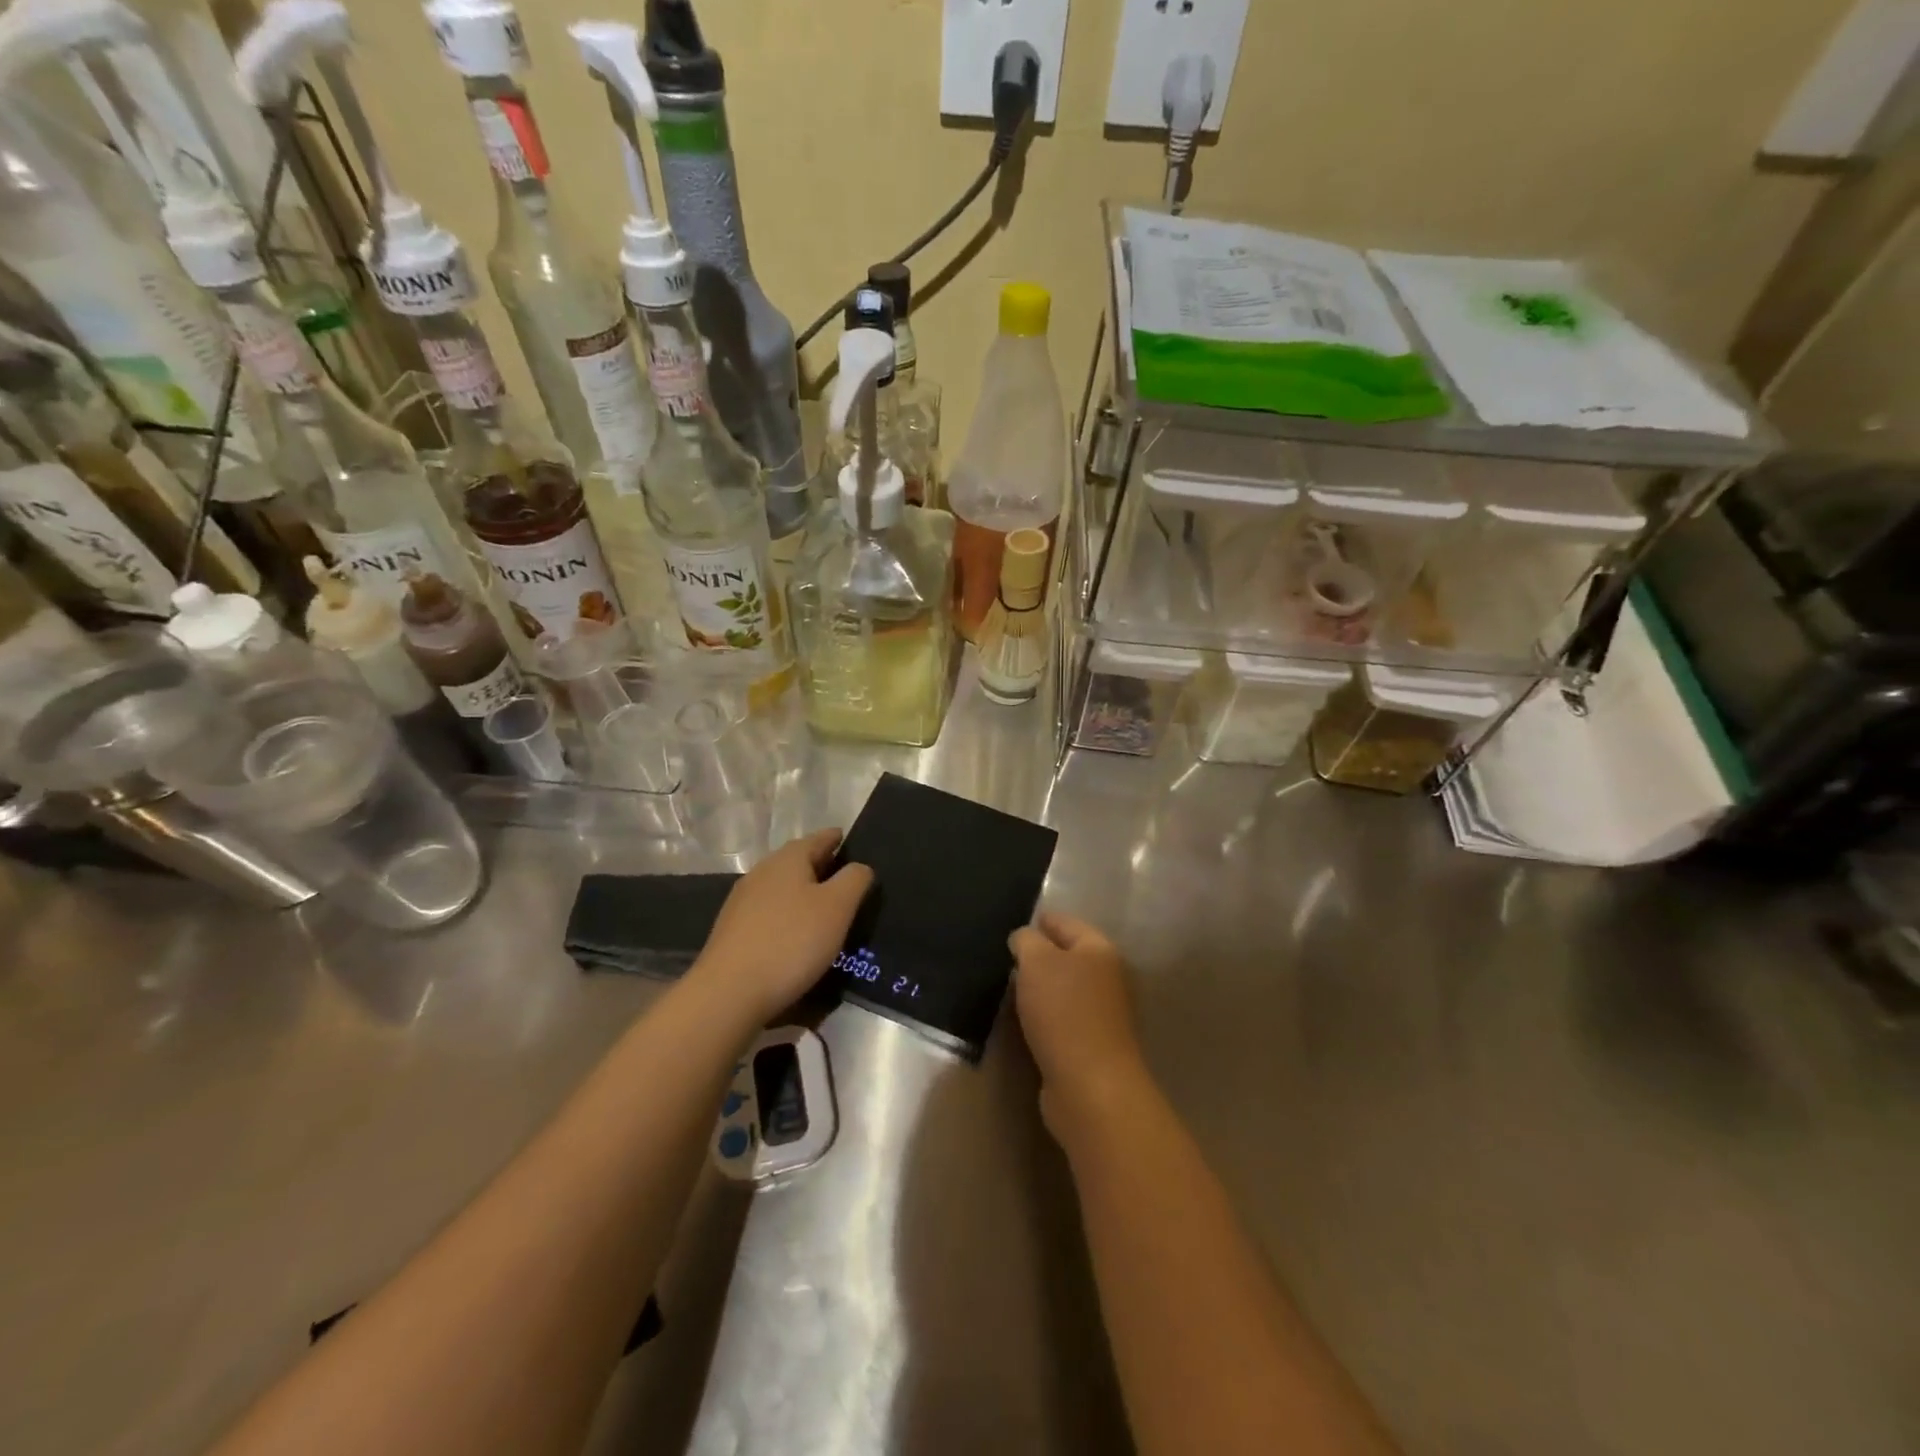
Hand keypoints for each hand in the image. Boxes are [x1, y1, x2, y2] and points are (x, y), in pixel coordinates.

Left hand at [694, 828, 873, 1021]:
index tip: (853, 844)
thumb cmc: (791, 942)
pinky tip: (797, 934)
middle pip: (798, 861)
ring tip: (827, 910)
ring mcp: (743, 901)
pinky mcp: (733, 930)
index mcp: (788, 859)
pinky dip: (788, 915)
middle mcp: (762, 871)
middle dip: (823, 867)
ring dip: (804, 893)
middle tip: (848, 882)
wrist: (729, 992)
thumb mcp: (837, 907)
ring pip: (783, 887)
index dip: (838, 839)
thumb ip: (855, 880)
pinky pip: (770, 912)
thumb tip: (860, 867)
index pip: (820, 838)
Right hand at [1010, 911, 1151, 1134]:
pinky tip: (1022, 1020)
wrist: (1090, 1086)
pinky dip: (1042, 1017)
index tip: (1014, 924)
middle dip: (1037, 956)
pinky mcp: (1091, 1045)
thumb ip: (1026, 941)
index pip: (1064, 922)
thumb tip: (1024, 939)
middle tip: (1004, 957)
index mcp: (1099, 949)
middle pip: (1066, 956)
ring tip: (1006, 987)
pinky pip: (1060, 1019)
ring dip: (1039, 989)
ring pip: (1063, 989)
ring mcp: (1101, 1013)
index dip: (1040, 920)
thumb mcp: (1037, 962)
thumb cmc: (1064, 1012)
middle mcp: (1106, 977)